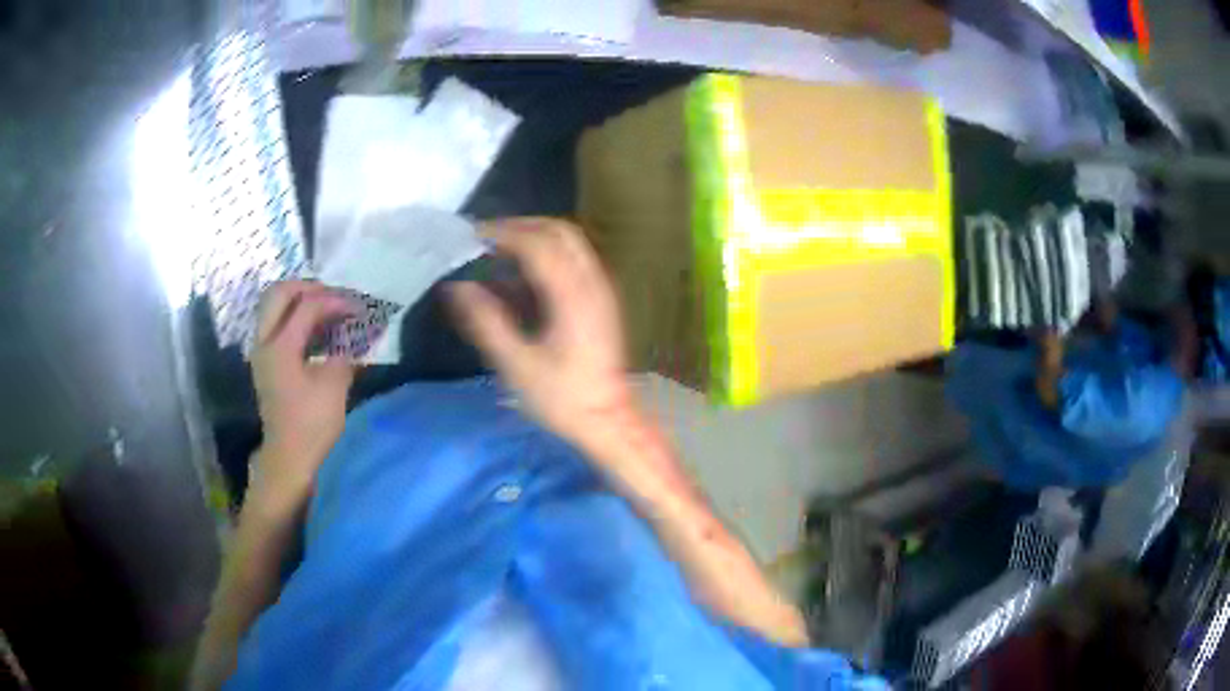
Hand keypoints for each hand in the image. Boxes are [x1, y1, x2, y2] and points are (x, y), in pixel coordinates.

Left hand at [251, 281, 356, 503]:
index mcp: (280, 346)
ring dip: (299, 301)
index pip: (307, 306)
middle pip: (279, 293)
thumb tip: (358, 333)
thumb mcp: (335, 386)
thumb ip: (345, 351)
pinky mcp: (266, 362)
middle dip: (308, 288)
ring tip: (326, 310)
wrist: (289, 457)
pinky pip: (275, 323)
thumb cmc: (312, 424)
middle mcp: (265, 341)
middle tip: (333, 297)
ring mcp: (261, 351)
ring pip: (274, 307)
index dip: (335, 301)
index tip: (358, 307)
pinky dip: (294, 318)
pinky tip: (316, 331)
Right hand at [448, 218, 632, 446]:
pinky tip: (522, 276)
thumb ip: (486, 322)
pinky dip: (547, 254)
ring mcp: (601, 289)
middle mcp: (592, 283)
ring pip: (570, 242)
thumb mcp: (517, 365)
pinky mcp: (602, 300)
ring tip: (499, 252)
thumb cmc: (563, 398)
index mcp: (572, 296)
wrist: (608, 421)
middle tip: (485, 239)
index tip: (472, 236)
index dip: (503, 233)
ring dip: (535, 237)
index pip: (537, 243)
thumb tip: (456, 288)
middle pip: (559, 231)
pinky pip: (575, 259)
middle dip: (520, 226)